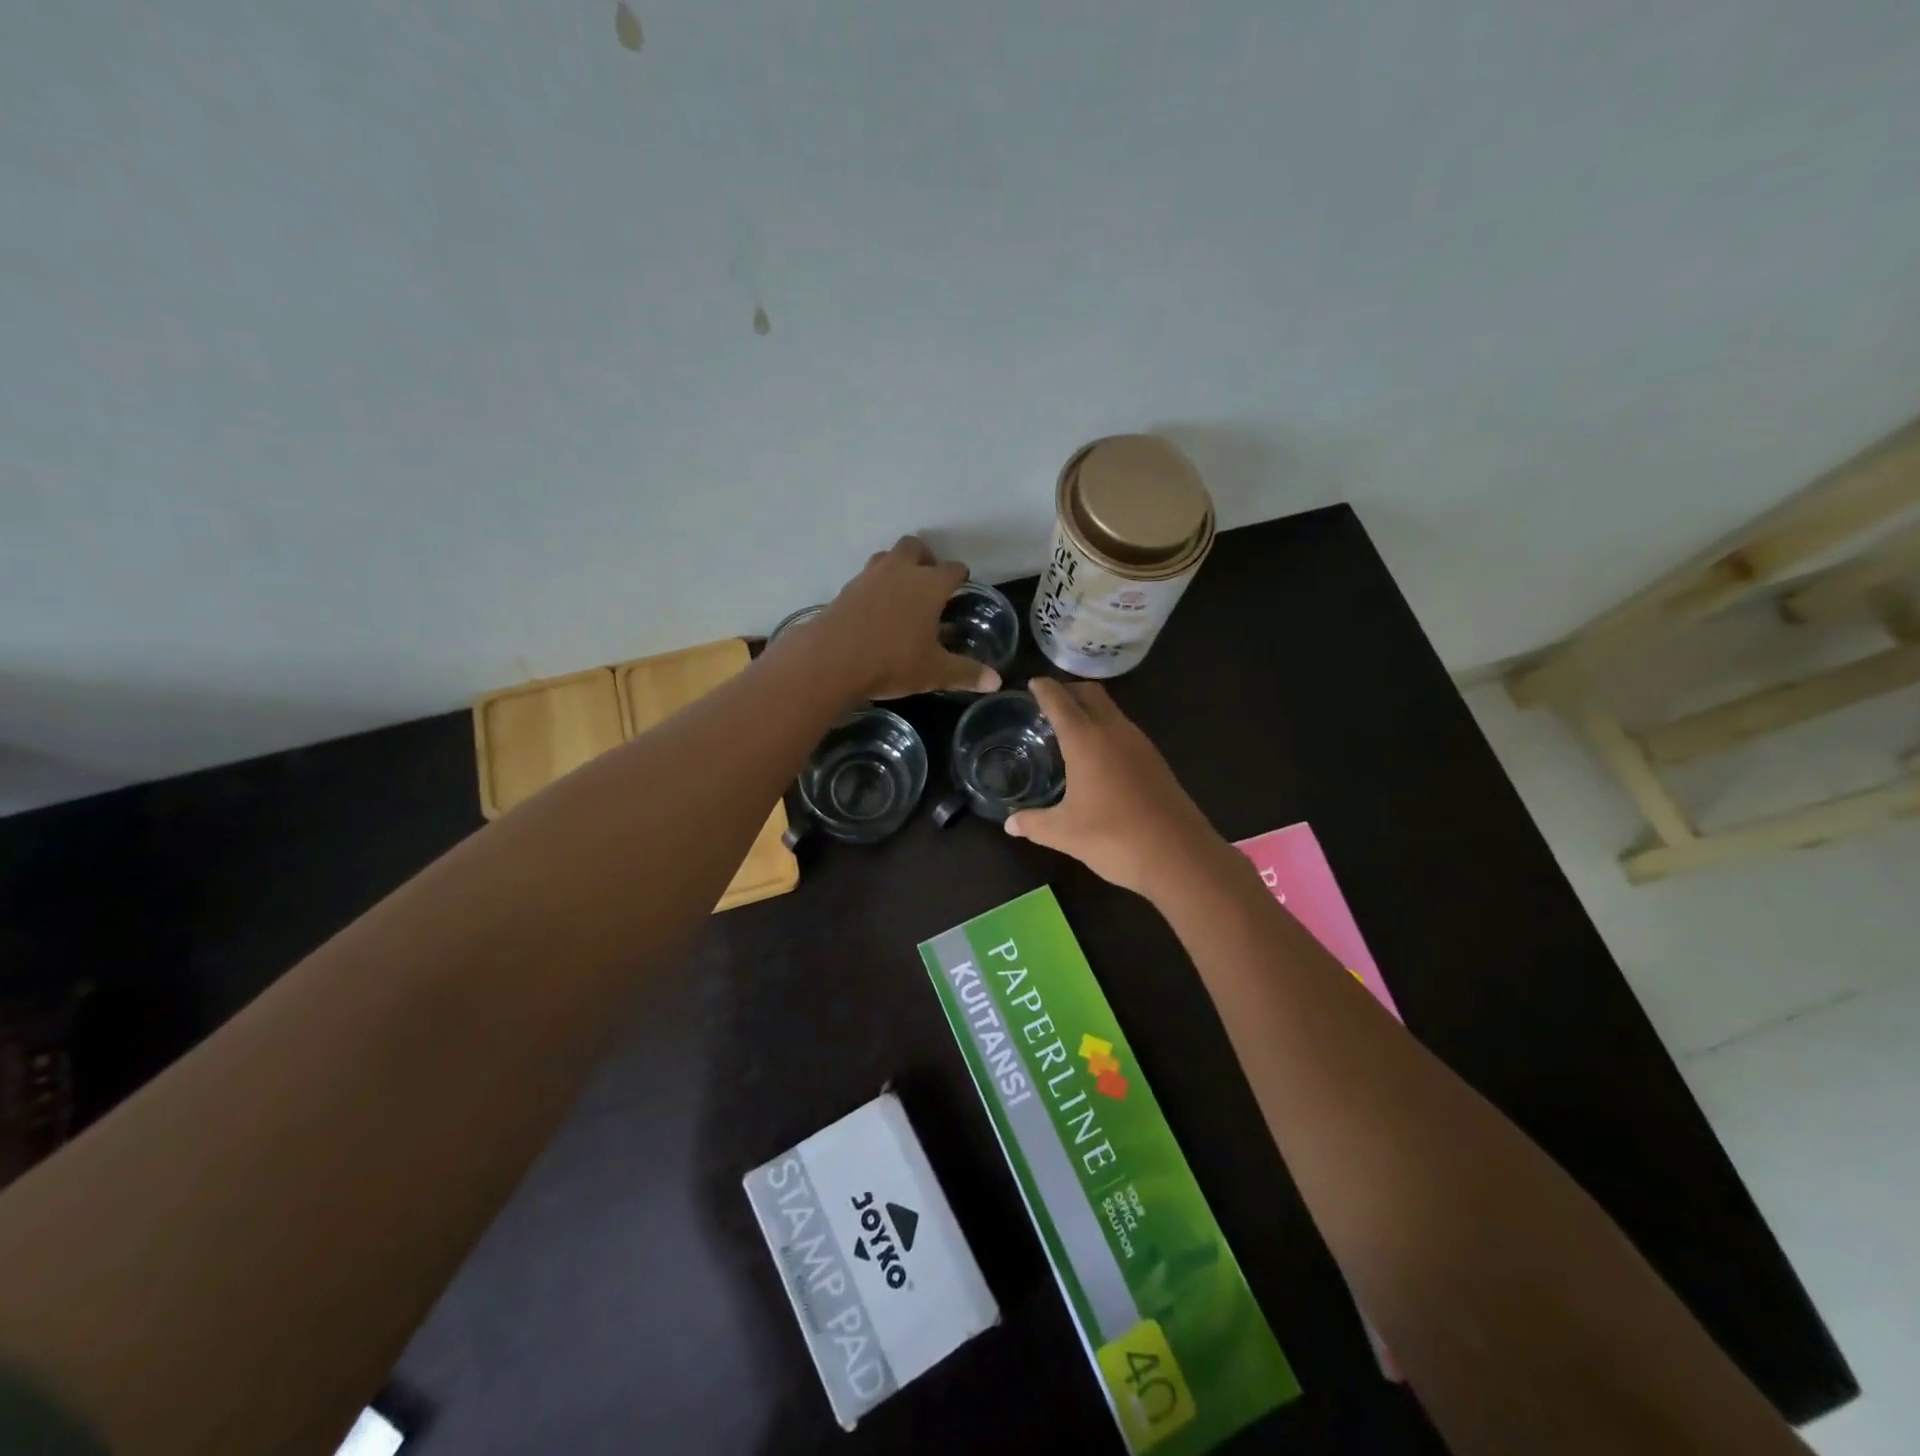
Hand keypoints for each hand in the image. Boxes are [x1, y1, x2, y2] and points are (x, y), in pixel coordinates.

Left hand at [782, 536, 1001, 700]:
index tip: (962, 585)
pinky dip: (875, 586)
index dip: (960, 576)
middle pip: (915, 547)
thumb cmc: (892, 662)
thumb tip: (995, 682)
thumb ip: (966, 673)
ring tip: (902, 592)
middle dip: (925, 559)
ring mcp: (869, 576)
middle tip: (929, 581)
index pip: (953, 569)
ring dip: (897, 567)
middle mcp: (900, 571)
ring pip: (887, 557)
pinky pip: (866, 578)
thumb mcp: (934, 672)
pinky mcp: (846, 589)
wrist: (831, 659)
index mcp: (929, 585)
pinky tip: (875, 610)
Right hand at [1005, 678, 1227, 896]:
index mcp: (1086, 739)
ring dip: (1090, 710)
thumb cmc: (1113, 837)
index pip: (1060, 700)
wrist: (1179, 856)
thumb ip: (1033, 824)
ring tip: (1069, 729)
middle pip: (1090, 694)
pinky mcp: (1155, 761)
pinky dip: (1106, 729)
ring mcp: (1140, 744)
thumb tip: (1010, 824)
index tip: (1032, 683)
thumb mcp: (1064, 833)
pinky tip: (1097, 757)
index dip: (1044, 689)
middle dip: (1068, 691)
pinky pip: (1124, 731)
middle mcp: (1114, 731)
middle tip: (1048, 703)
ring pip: (1111, 710)